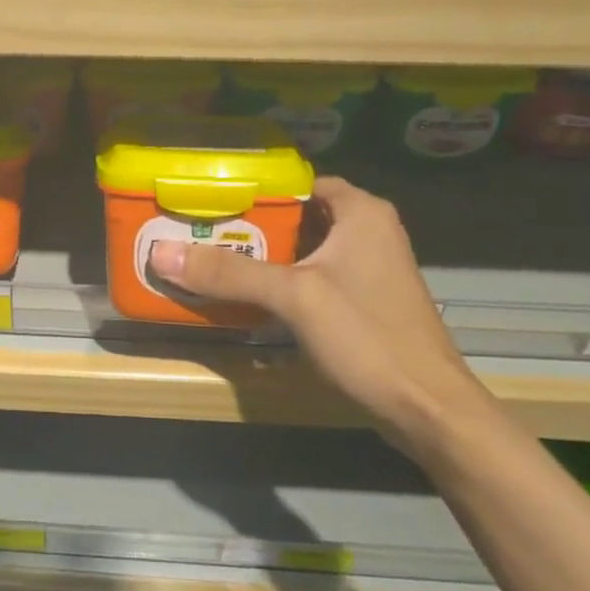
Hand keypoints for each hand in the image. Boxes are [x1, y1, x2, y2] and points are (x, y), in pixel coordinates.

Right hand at [146, 176, 484, 441]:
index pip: (300, 181)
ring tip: (212, 257)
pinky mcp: (364, 302)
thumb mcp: (294, 297)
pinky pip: (313, 278)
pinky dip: (282, 281)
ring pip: (305, 249)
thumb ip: (229, 273)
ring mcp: (368, 269)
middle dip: (252, 223)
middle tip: (202, 229)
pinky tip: (247, 295)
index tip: (212, 197)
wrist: (428, 409)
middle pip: (298, 215)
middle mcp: (368, 232)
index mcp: (361, 213)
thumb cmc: (368, 337)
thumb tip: (161, 253)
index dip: (257, 187)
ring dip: (265, 255)